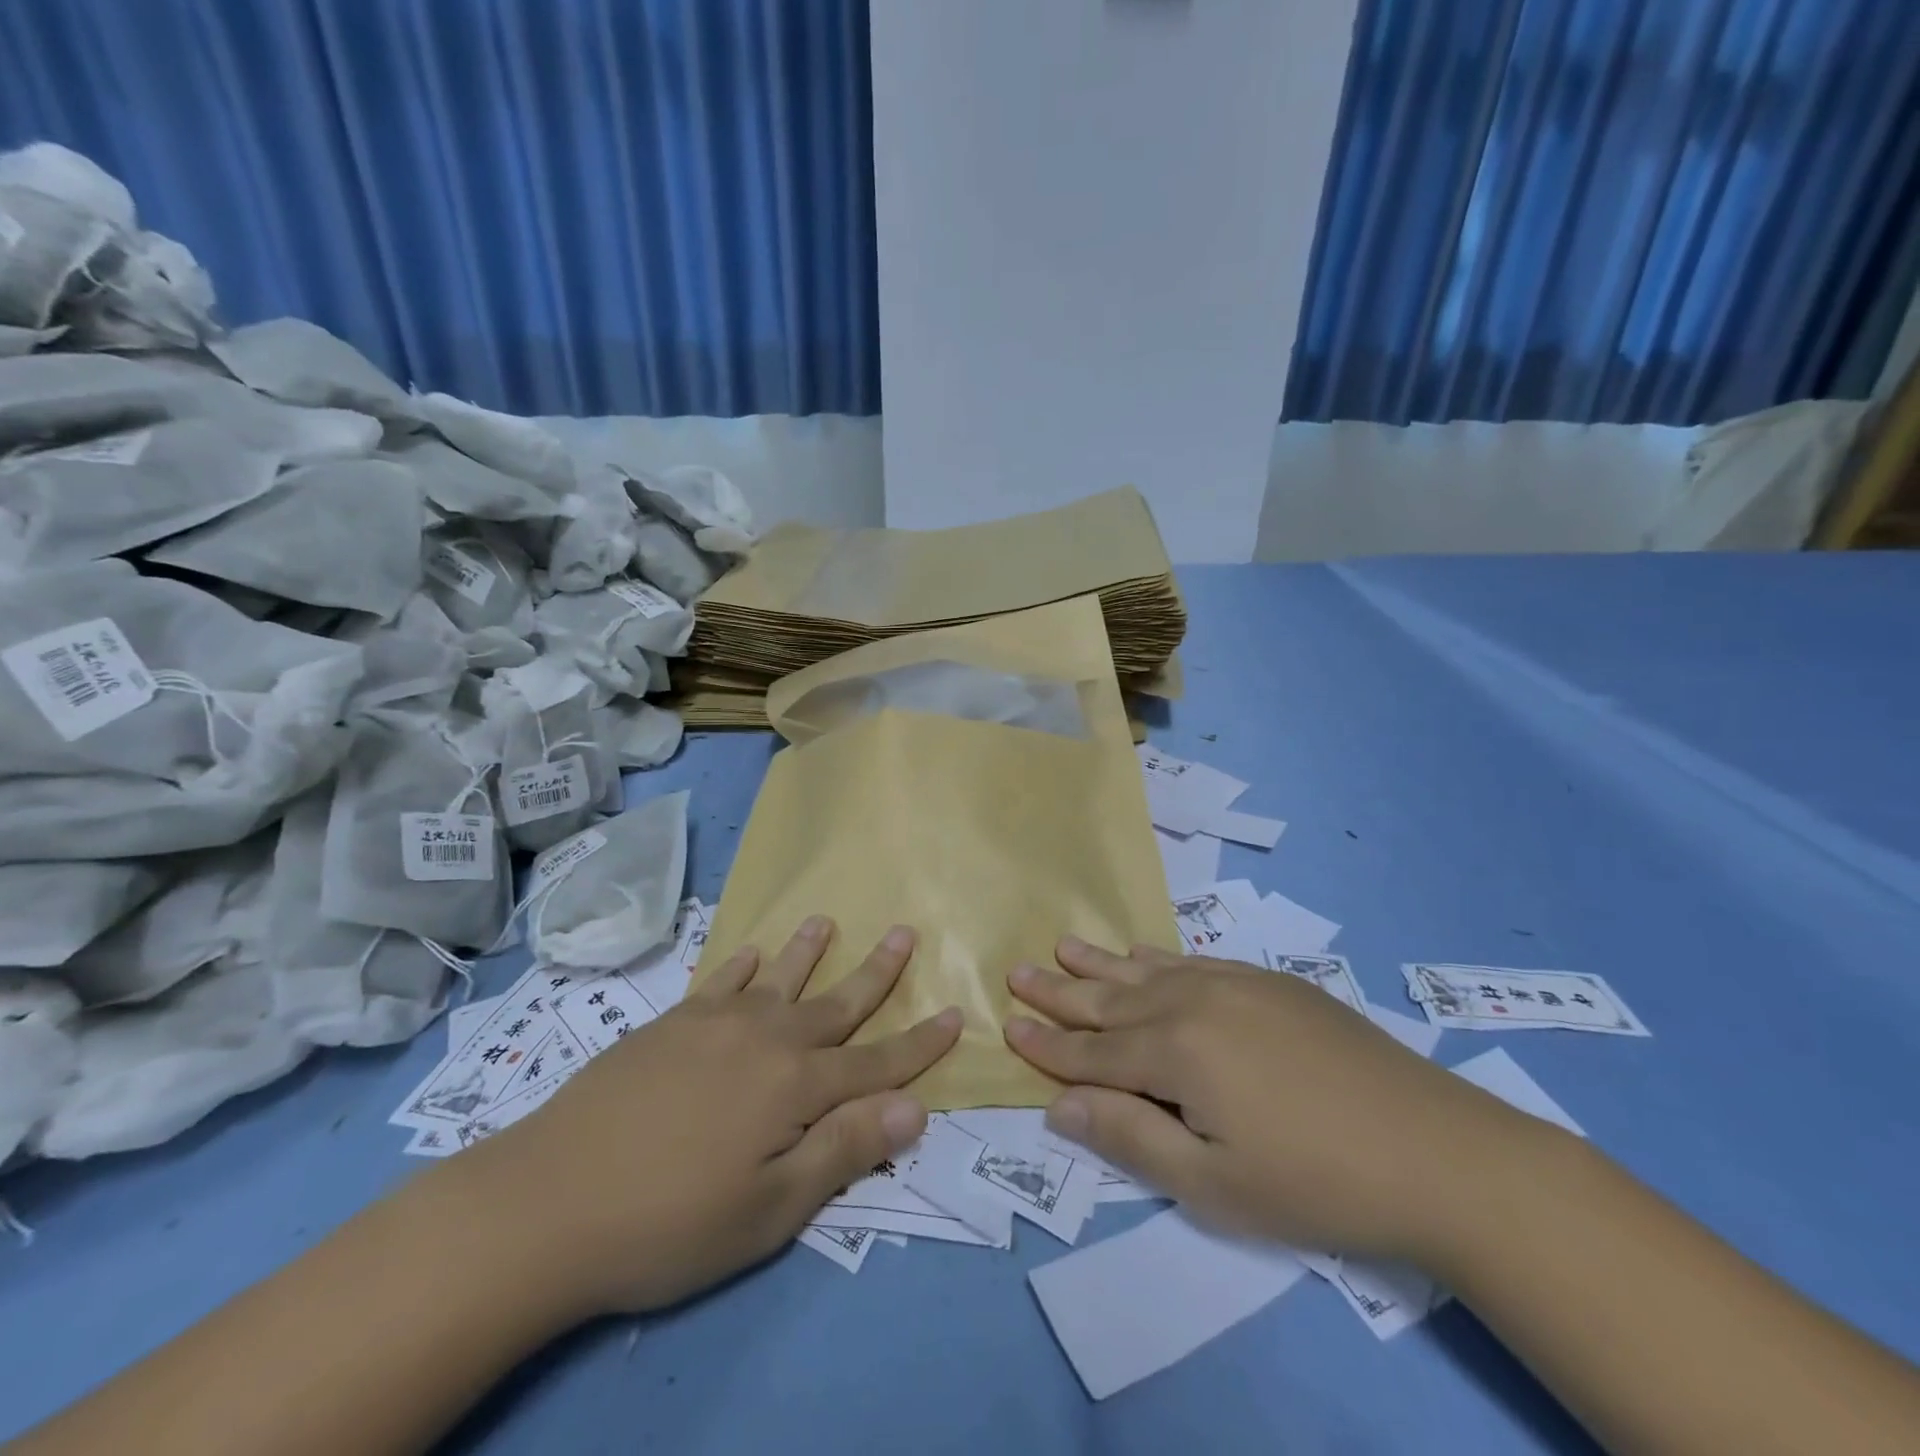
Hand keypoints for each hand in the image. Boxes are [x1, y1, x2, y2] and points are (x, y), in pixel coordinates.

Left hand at [449, 917, 961, 1316]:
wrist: (547, 1202)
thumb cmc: (670, 1222)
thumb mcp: (770, 1210)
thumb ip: (844, 1151)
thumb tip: (914, 1110)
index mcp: (797, 1085)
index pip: (877, 1062)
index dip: (920, 1043)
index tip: (955, 1014)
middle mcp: (766, 1038)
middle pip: (835, 1002)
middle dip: (876, 972)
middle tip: (905, 932)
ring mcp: (715, 1024)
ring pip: (777, 977)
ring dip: (808, 950)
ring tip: (826, 919)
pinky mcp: (670, 1024)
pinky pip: (719, 981)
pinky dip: (740, 965)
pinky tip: (749, 953)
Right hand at [1003, 938, 1559, 1264]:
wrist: (1438, 1150)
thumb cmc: (1317, 1182)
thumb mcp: (1213, 1185)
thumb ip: (1129, 1137)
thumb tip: (1058, 1104)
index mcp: (1175, 1053)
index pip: (1092, 1052)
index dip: (1048, 1046)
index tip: (1008, 1027)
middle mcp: (1193, 1002)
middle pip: (1110, 999)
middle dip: (1060, 992)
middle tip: (1017, 972)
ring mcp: (1233, 984)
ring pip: (1146, 970)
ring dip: (1099, 963)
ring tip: (1061, 946)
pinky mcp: (1267, 981)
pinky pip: (1191, 960)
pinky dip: (1154, 957)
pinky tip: (1139, 954)